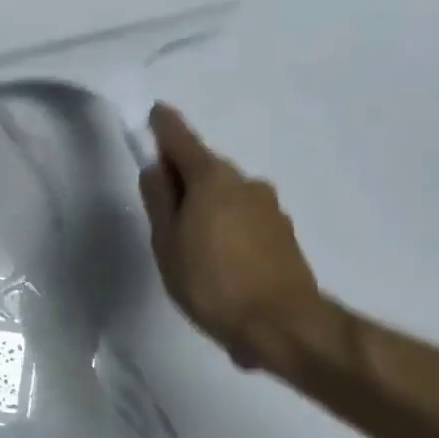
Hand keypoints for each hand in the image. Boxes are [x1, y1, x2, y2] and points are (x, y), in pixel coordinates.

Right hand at [137, 103, 322, 366]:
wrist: (280, 324)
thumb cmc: (210, 283)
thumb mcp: (167, 244)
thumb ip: (160, 202)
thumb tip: (156, 170)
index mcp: (212, 180)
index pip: (182, 141)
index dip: (165, 127)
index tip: (155, 113)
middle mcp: (245, 183)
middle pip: (206, 170)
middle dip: (184, 178)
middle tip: (163, 207)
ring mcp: (269, 207)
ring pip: (227, 196)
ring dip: (207, 207)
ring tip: (191, 246)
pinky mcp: (283, 233)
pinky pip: (244, 219)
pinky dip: (227, 228)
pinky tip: (218, 261)